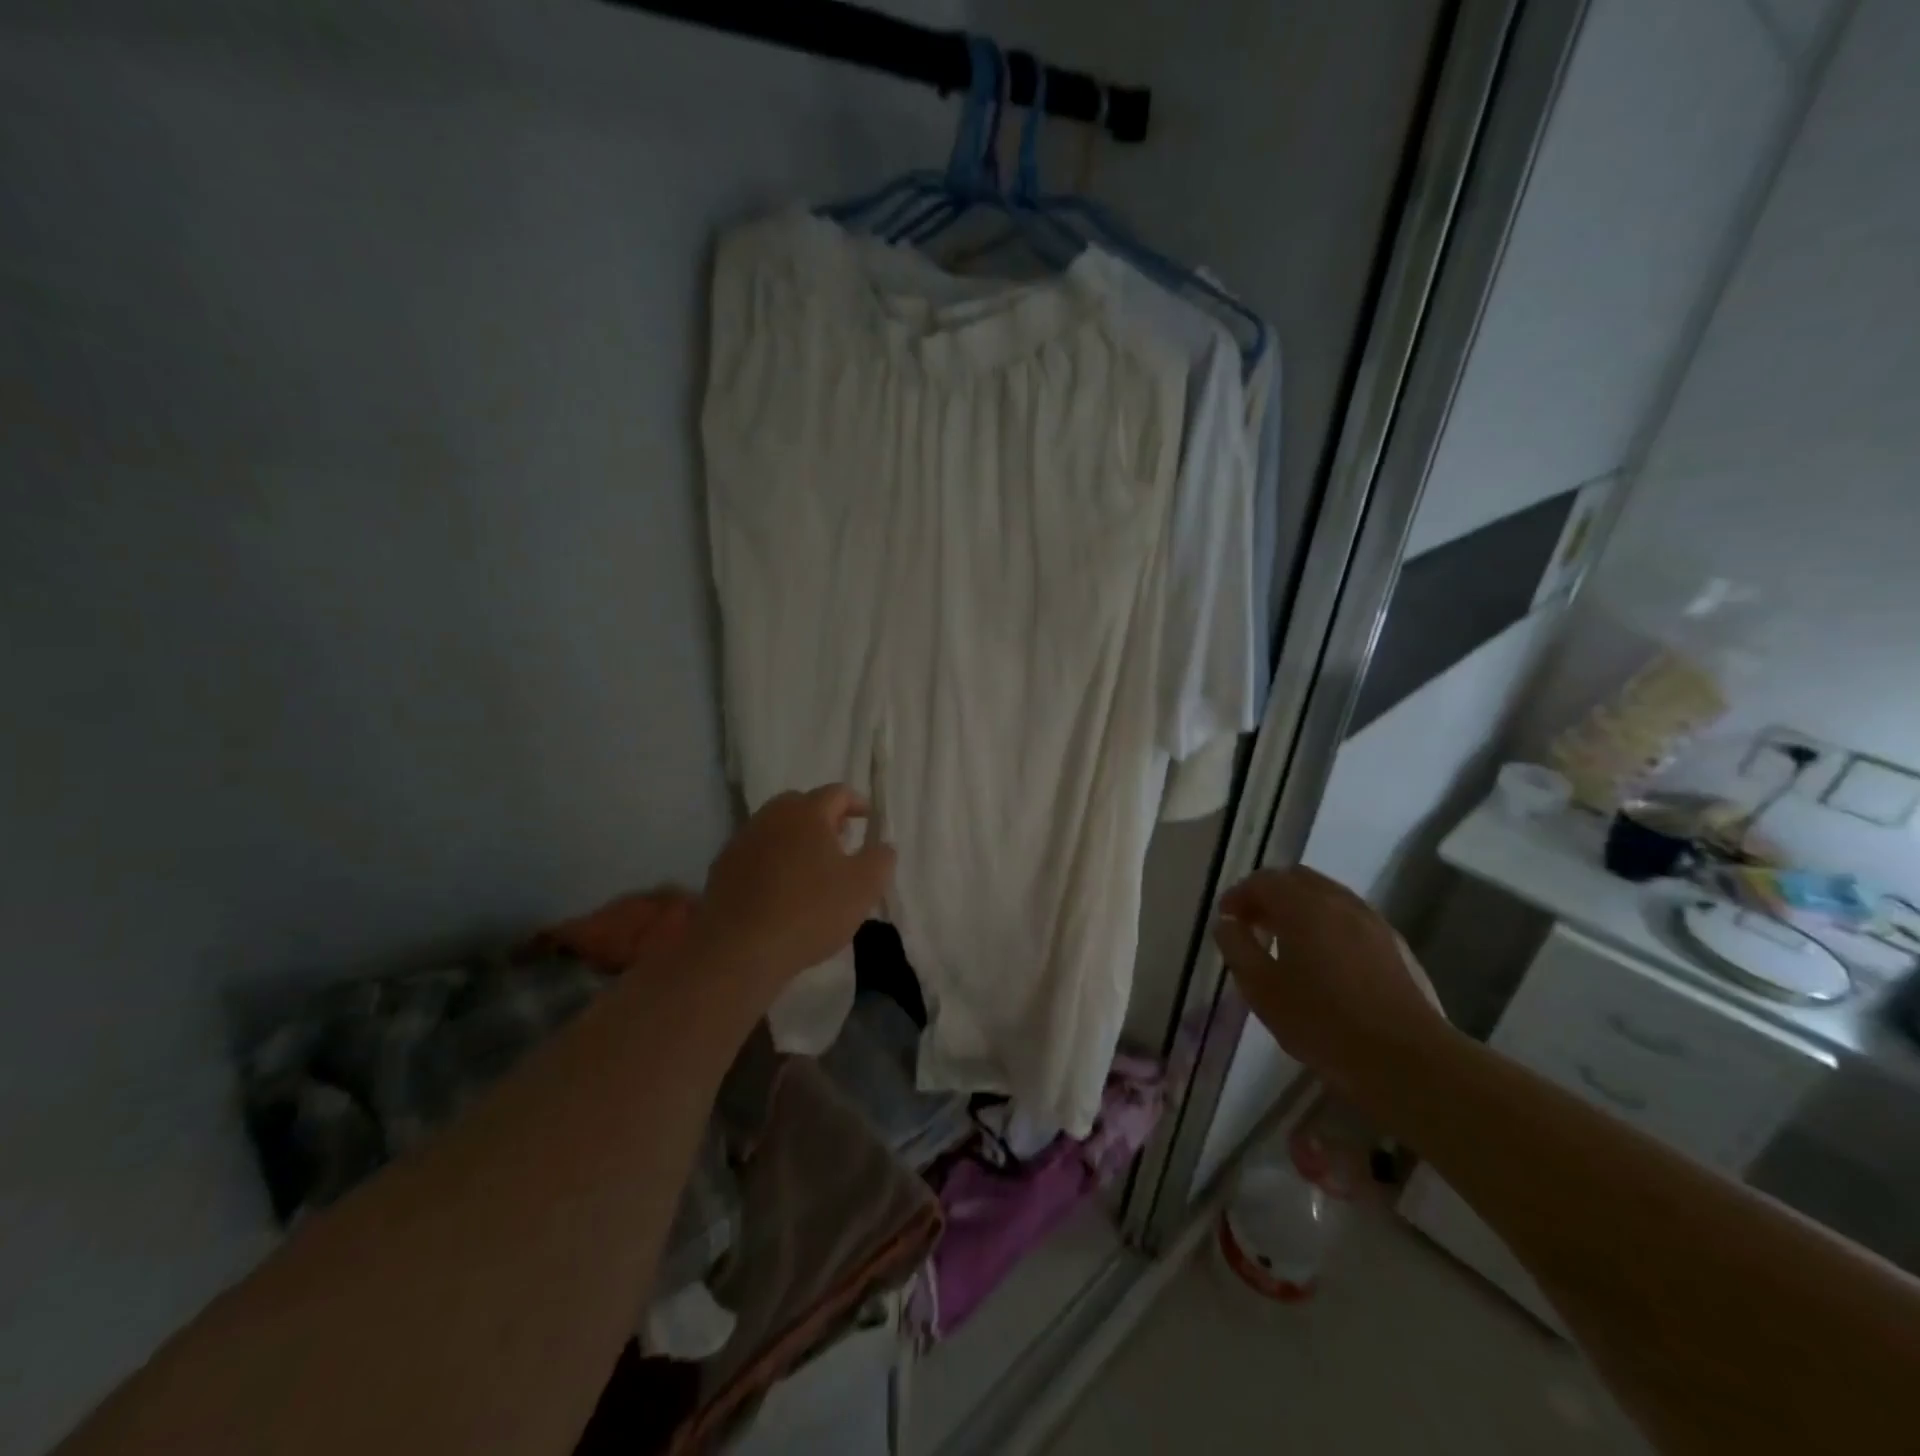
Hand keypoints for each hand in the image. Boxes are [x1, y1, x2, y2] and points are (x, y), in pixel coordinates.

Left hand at [693, 785, 895, 1000]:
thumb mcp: (864, 887)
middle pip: (801, 804)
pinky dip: (771, 859)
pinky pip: (755, 852)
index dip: (857, 803)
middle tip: (839, 839)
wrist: (740, 950)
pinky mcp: (722, 867)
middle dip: (823, 816)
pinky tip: (779, 888)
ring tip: (810, 866)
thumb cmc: (811, 912)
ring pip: (775, 827)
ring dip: (795, 838)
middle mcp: (772, 817)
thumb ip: (881, 859)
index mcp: (808, 813)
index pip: (837, 793)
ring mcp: (742, 840)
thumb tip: (883, 845)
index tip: (868, 818)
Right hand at [1213, 866, 1450, 1111]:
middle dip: (1270, 895)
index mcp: (1302, 905)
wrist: (1407, 1059)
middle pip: (1296, 879)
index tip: (1226, 919)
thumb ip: (1237, 948)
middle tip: (1253, 925)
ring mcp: (1371, 920)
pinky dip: (1327, 923)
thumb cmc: (1322, 1022)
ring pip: (1327, 896)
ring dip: (1300, 908)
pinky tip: (1324, 959)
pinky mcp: (1394, 944)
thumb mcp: (1261, 988)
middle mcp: (1338, 900)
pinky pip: (1350, 917)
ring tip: (1287, 943)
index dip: (1238, 896)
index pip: (1262, 881)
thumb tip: (1227, 923)